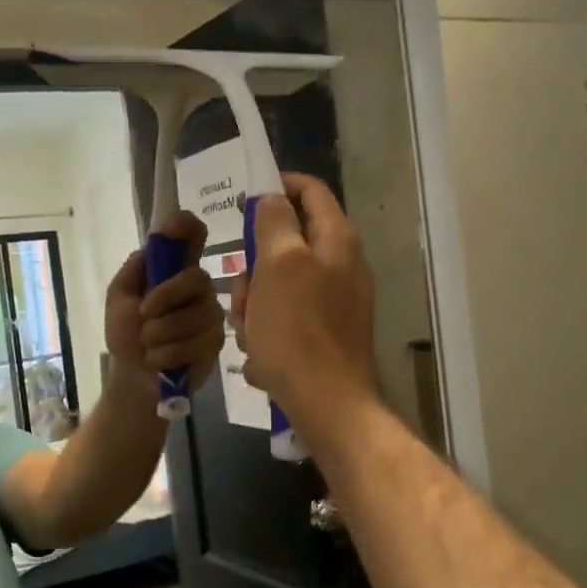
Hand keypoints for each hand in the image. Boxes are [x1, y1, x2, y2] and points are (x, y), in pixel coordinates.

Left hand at [104, 211, 224, 390]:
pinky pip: (194, 343)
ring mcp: (211, 316)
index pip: (191, 238)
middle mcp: (199, 289)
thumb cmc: (126, 335)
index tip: (177, 225)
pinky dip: (167, 354)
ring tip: (149, 346)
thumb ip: (132, 273)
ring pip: (192, 316)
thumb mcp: (118, 300)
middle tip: (143, 318)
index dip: (187, 227)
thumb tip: (148, 249)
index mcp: (175, 272)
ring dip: (159, 335)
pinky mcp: (216, 343)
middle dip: (163, 300)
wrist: (134, 378)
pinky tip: (160, 360)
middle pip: (195, 279)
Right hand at [230, 174, 377, 423]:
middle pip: (288, 244)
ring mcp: (337, 302)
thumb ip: (275, 222)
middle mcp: (343, 265)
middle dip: (256, 265)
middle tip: (244, 289)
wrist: (326, 401)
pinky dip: (270, 330)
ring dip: (256, 304)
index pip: (311, 191)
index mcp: (337, 240)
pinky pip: (288, 318)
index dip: (278, 186)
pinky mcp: (327, 333)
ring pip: (281, 285)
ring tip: (250, 333)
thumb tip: (273, 197)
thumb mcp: (278, 264)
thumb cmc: (296, 329)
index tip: (245, 200)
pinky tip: (261, 356)